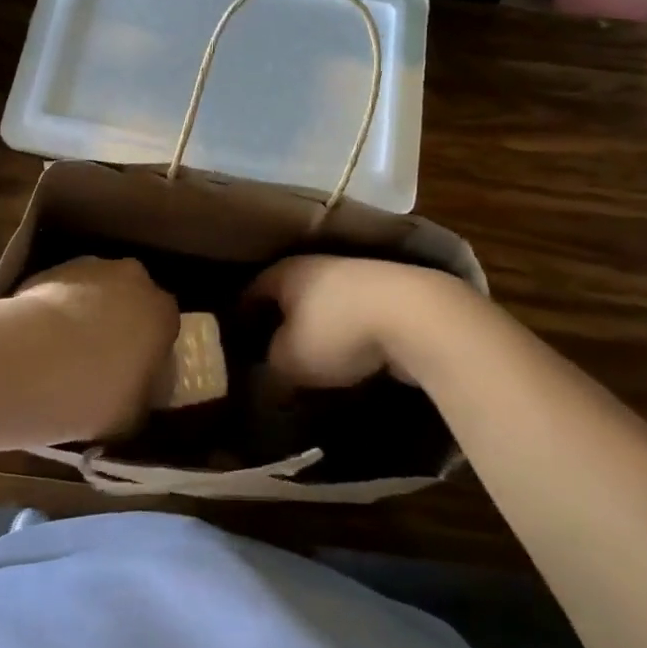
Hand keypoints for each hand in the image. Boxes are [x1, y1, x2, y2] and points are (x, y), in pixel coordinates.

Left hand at [14, 258, 179, 435]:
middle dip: (119, 321)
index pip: (164, 327)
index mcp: (163, 313)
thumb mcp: (133, 414)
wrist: (35, 362)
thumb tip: (135, 397)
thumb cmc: (97, 393)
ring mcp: (92, 268)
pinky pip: (62, 290)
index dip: (149, 349)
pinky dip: (56, 308)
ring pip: (96, 290)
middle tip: (98, 358)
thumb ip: (141, 398)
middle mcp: (134, 280)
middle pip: (131, 298)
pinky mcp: (52, 269)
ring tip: (62, 349)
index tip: (133, 372)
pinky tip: (39, 338)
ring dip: (86, 311)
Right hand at [248, 256, 465, 389]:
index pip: (250, 291)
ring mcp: (356, 277)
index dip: (239, 317)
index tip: (232, 343)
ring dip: (316, 332)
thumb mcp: (289, 361)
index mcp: (285, 272)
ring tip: (309, 365)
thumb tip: (266, 381)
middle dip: (278, 325)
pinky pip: (354, 317)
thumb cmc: (336, 331)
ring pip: (323, 307)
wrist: (414, 316)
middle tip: (268, 357)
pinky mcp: (388, 295)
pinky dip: (347, 337)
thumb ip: (270, 371)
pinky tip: (347, 362)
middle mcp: (317, 266)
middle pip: (288, 297)